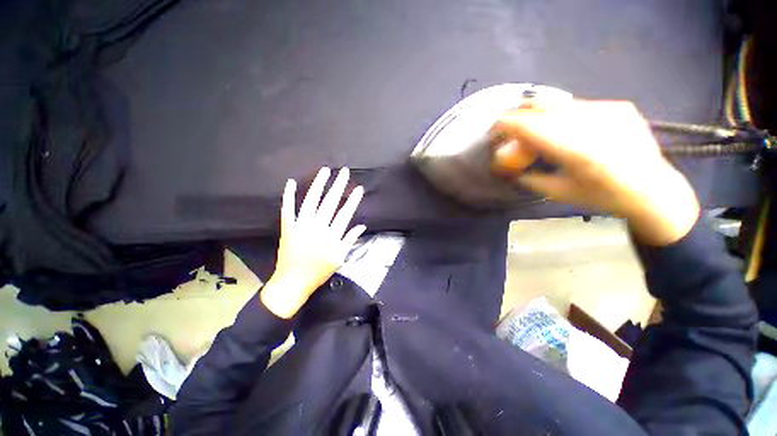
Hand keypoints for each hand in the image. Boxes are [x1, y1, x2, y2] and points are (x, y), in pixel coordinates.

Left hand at [261, 167, 365, 318]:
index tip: (359, 188)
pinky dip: (288, 195)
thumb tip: (362, 226)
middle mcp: (317, 227)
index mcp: (332, 236)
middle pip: (330, 203)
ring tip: (325, 171)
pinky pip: (287, 209)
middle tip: (344, 171)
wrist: (293, 282)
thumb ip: (350, 240)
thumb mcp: (339, 258)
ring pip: (311, 201)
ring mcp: (301, 225)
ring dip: (318, 185)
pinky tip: (291, 182)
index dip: (353, 200)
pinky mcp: (288, 227)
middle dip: (338, 186)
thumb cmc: (319, 271)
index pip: (345, 213)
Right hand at [491, 100, 699, 245]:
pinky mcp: (618, 106)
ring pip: (558, 102)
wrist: (654, 189)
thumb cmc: (603, 197)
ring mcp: (609, 109)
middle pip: (542, 105)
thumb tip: (508, 169)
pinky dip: (558, 115)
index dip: (506, 125)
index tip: (493, 132)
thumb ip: (528, 177)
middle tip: (508, 130)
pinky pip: (576, 105)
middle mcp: (594, 122)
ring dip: (537, 115)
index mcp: (577, 150)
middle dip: (518, 116)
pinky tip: (561, 130)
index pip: (530, 125)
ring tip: (532, 130)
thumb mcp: (558, 192)